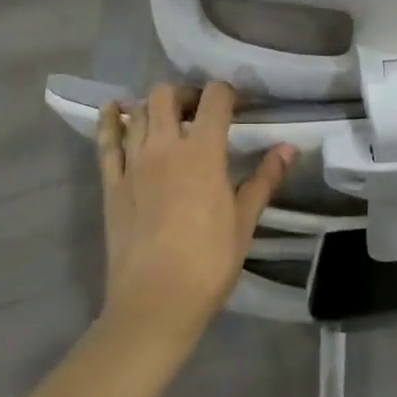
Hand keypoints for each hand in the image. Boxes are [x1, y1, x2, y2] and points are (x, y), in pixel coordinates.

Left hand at [96, 82, 294, 345]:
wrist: (155, 303)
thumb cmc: (208, 263)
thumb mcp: (244, 221)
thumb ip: (265, 179)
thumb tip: (289, 148)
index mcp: (203, 152)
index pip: (215, 98)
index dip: (227, 93)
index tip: (237, 105)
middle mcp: (165, 146)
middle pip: (167, 94)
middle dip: (185, 94)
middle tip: (198, 113)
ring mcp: (133, 162)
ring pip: (138, 111)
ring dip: (153, 106)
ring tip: (166, 119)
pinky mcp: (111, 183)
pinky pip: (106, 141)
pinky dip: (111, 120)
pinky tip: (114, 110)